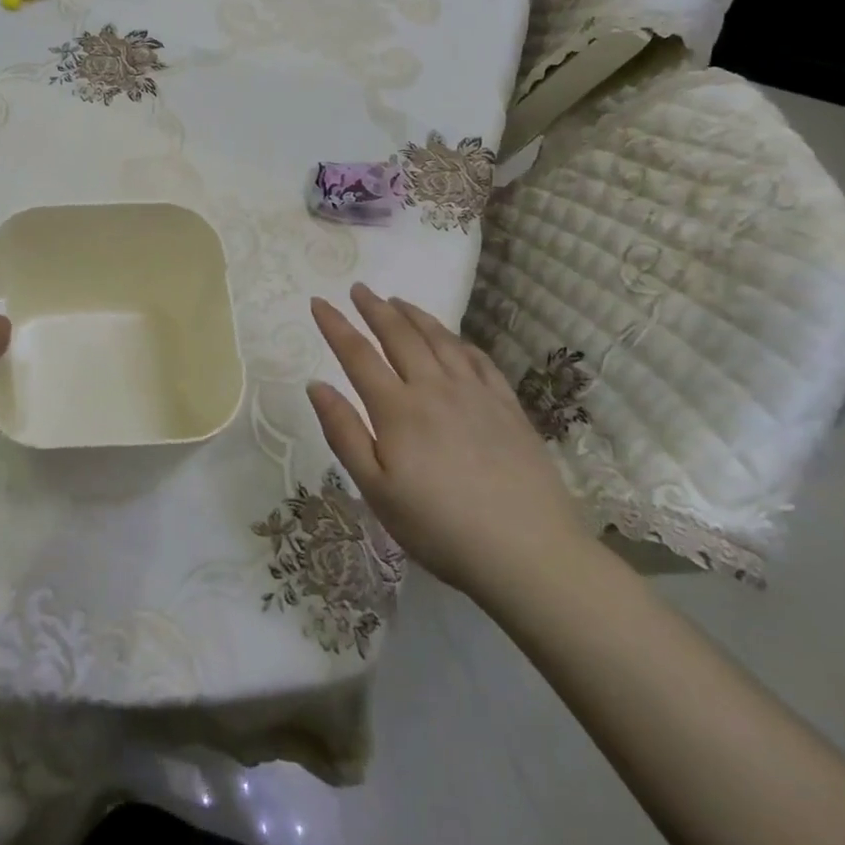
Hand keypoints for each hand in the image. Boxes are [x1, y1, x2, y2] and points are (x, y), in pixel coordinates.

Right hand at [307, 284, 589, 602]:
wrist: (528, 555)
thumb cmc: (439, 528)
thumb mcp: (376, 490)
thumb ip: (344, 433)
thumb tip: (316, 385)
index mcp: (397, 409)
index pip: (357, 354)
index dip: (335, 325)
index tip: (318, 301)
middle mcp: (435, 389)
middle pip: (400, 336)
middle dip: (375, 308)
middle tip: (360, 289)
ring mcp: (476, 395)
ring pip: (440, 340)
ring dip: (415, 315)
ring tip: (399, 300)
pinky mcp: (508, 408)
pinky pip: (479, 360)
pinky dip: (459, 341)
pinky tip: (453, 339)